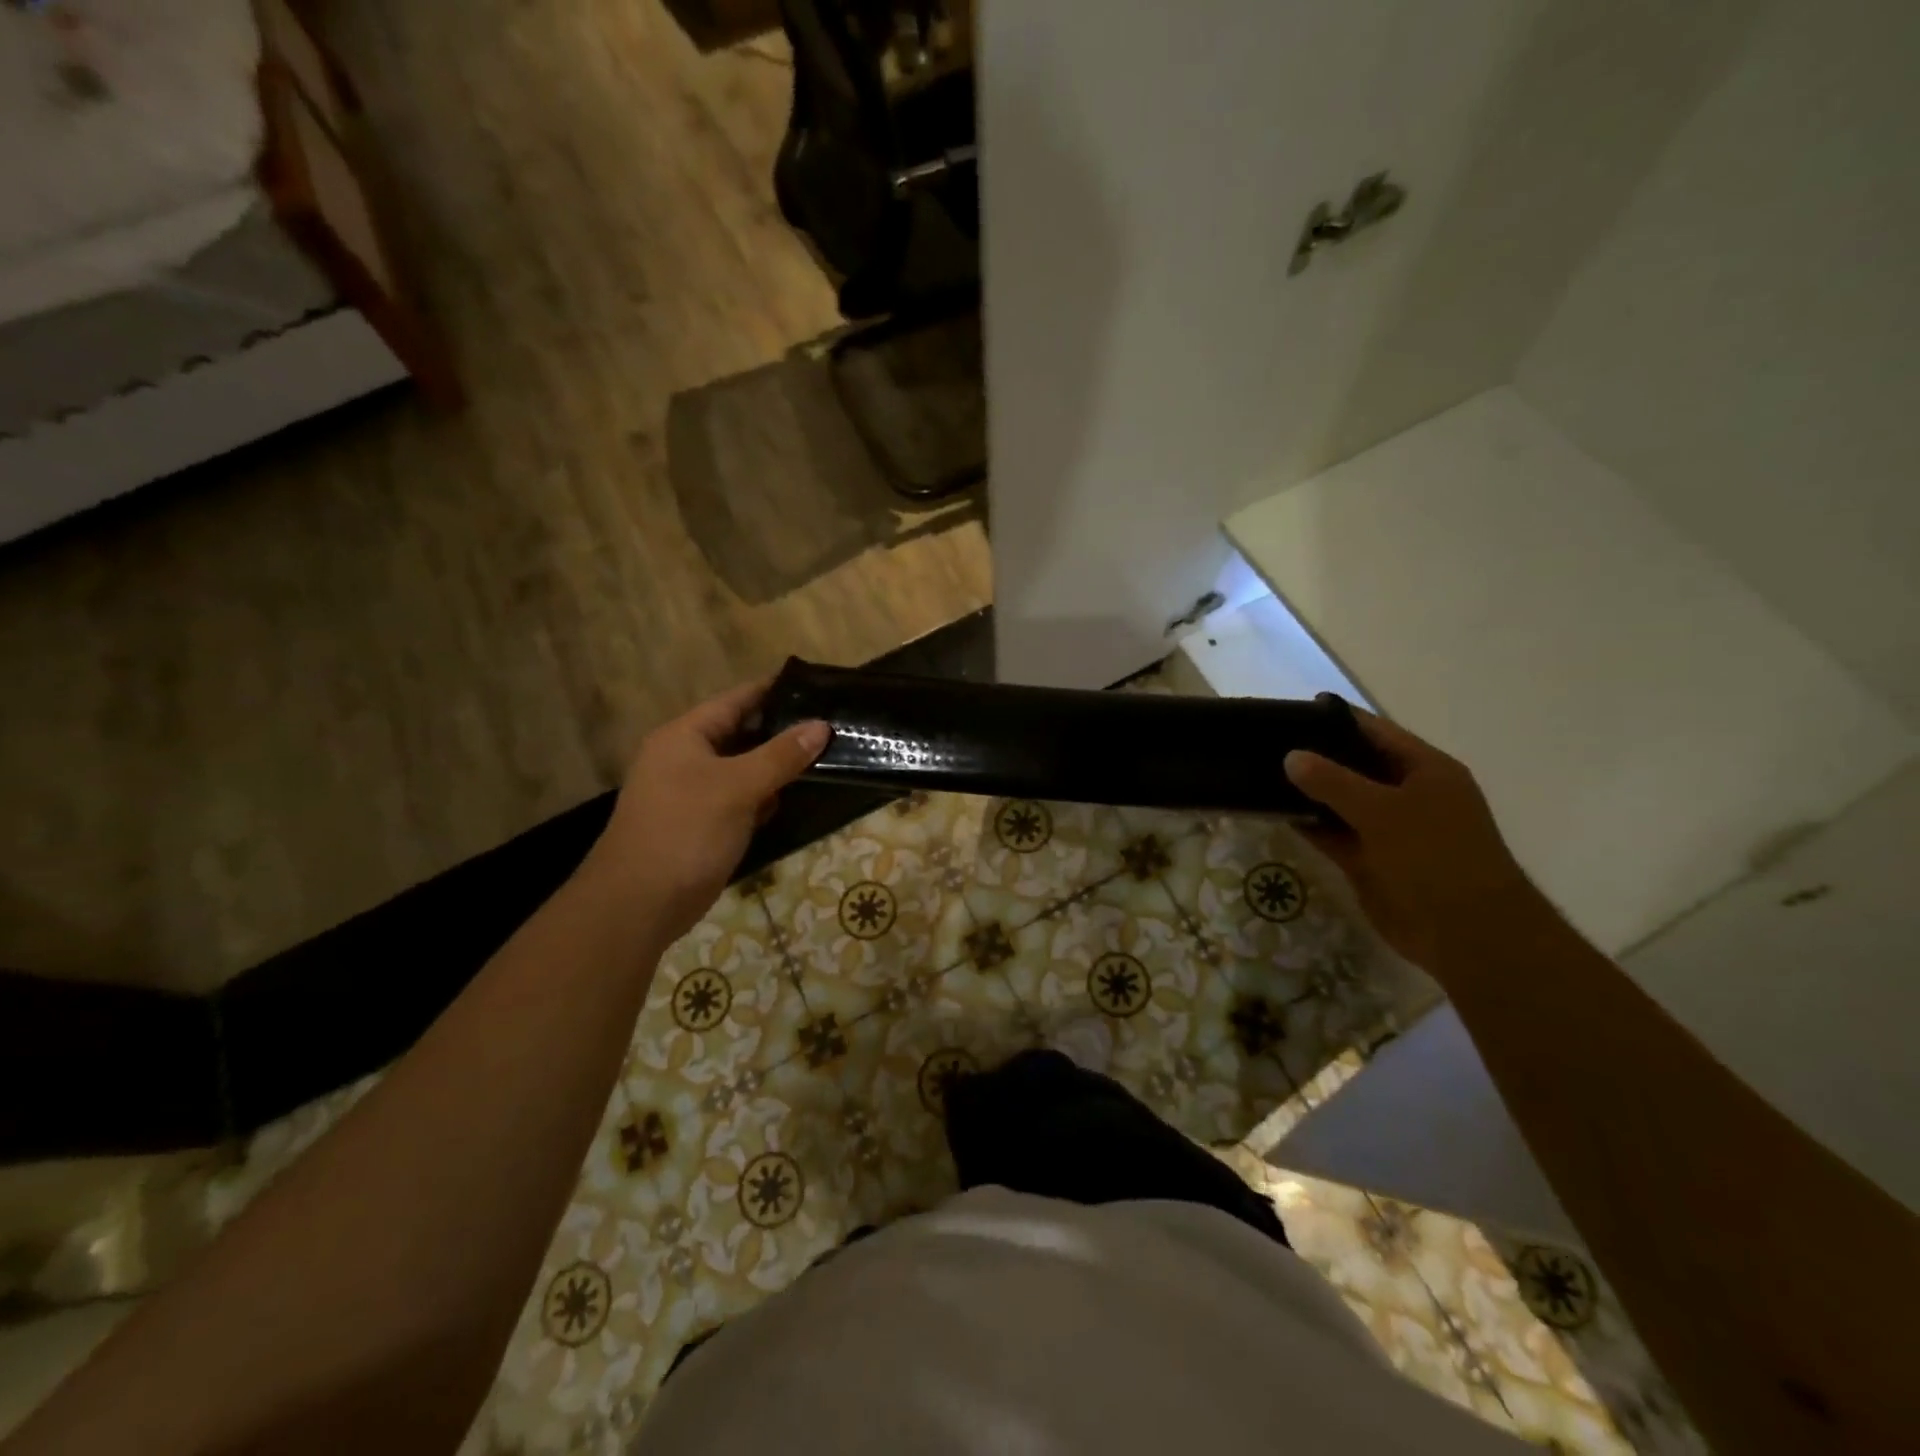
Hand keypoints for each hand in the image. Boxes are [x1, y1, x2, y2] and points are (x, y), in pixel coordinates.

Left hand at [581, 678, 829, 944]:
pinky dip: (764, 796)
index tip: (815, 683)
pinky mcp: (702, 824)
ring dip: (776, 765)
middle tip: (831, 722)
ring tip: (825, 753)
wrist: (640, 904)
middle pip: (741, 733)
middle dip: (782, 730)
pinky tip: (794, 795)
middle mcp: (685, 758)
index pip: (736, 700)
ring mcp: (692, 793)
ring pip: (743, 768)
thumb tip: (821, 726)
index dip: (774, 689)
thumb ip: (781, 755)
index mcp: (684, 736)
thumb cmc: (686, 831)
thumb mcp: (738, 787)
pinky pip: (740, 798)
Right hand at [1284, 708, 1542, 975]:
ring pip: (1339, 801)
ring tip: (1258, 774)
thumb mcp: (1383, 811)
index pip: (1374, 731)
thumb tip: (1290, 756)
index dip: (1335, 719)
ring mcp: (1387, 829)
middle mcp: (1406, 794)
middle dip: (1314, 756)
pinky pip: (1332, 834)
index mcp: (1425, 770)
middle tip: (1263, 744)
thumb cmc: (1436, 858)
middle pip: (1353, 765)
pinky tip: (1273, 812)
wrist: (1466, 934)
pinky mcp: (1369, 860)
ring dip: (1306, 792)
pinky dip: (1308, 824)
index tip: (1289, 711)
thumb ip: (1333, 782)